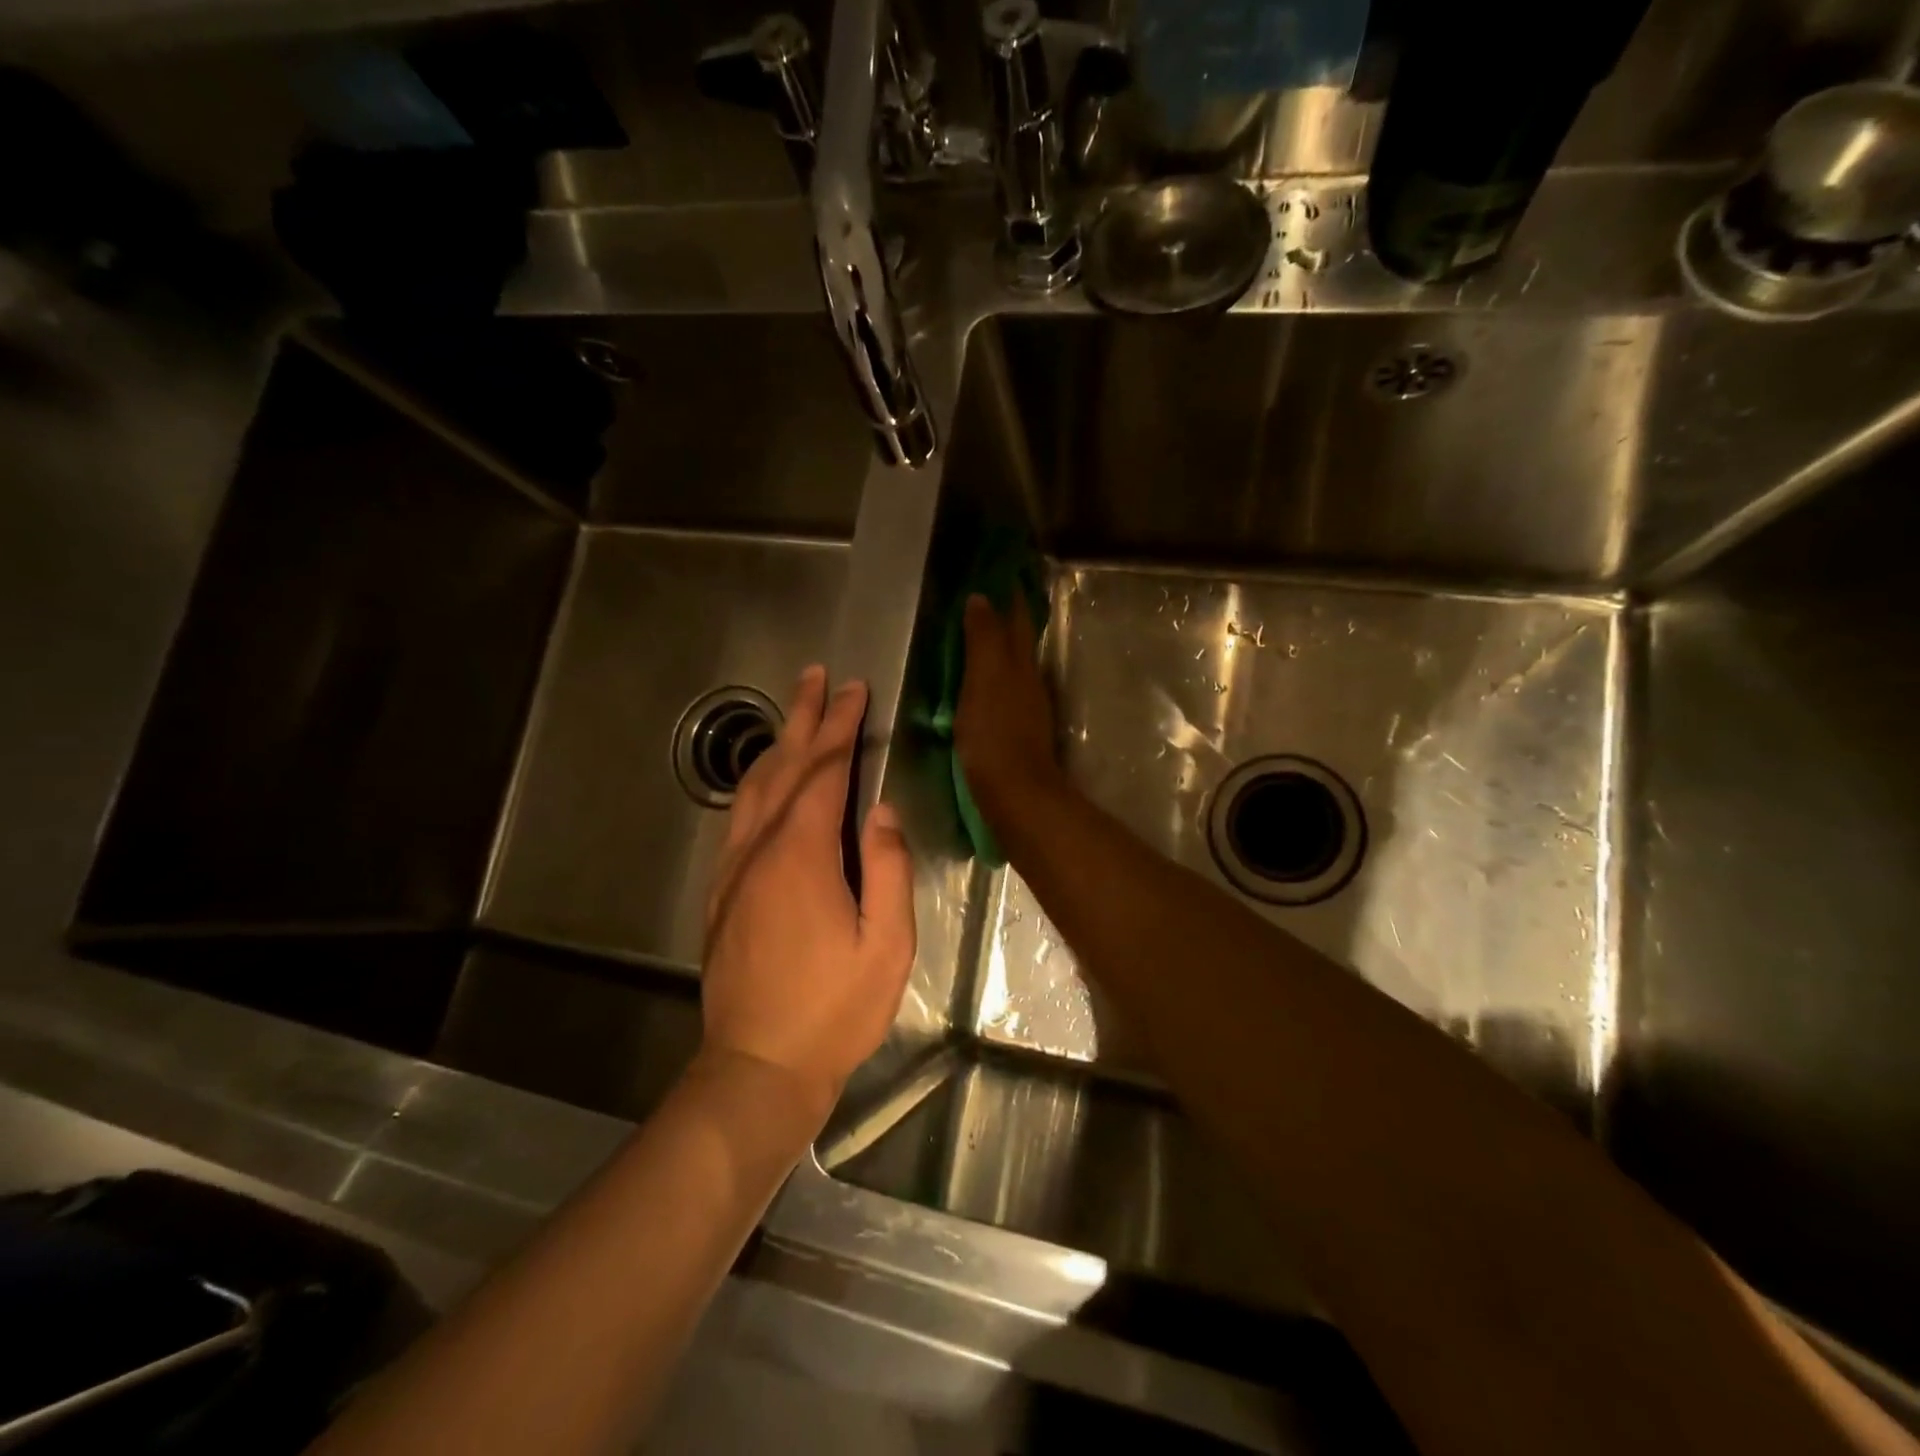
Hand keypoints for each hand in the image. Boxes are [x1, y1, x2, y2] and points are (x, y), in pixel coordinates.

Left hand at [700, 666, 915, 1123]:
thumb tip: (883, 810)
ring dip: (778, 743)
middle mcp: (760, 848)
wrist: (757, 1066)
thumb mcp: (886, 945)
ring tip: (795, 710)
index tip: (856, 690)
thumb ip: (889, 869)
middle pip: (784, 765)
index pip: (825, 771)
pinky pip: (739, 816)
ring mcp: (734, 868)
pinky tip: (767, 778)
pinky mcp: (722, 891)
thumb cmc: (833, 1009)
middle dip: (805, 717)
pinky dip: (757, 782)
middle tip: (818, 676)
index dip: (842, 726)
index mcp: (802, 854)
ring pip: (753, 787)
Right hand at [955, 593, 1064, 832]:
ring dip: (998, 647)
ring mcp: (1024, 708)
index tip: (1001, 570)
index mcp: (1020, 664)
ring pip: (1012, 666)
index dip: (1011, 595)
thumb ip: (984, 640)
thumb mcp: (985, 680)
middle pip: (1018, 641)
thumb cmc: (995, 734)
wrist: (1016, 795)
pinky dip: (990, 677)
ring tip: (974, 634)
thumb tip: (982, 598)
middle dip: (1006, 617)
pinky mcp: (1015, 732)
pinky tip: (975, 683)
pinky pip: (1002, 692)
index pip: (1017, 619)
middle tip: (984, 596)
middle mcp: (1028, 681)